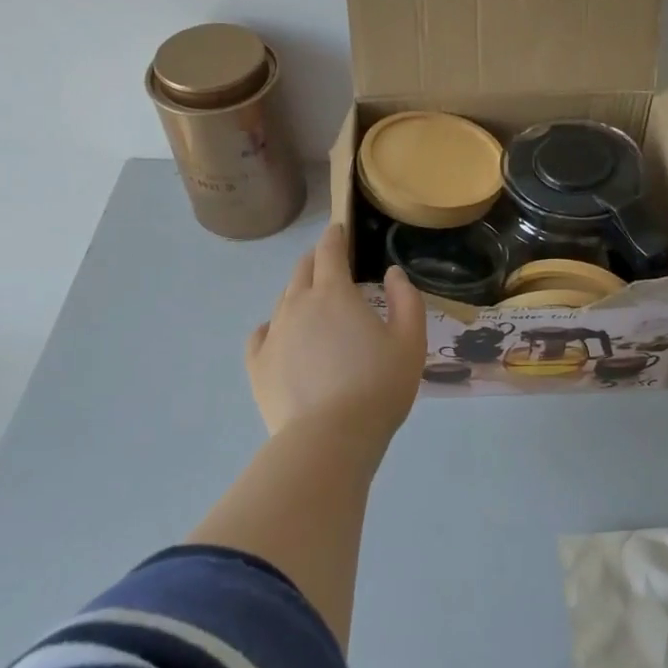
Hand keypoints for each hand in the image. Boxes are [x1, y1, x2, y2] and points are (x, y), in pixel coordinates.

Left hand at [245, 224, 426, 436]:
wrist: (331, 437)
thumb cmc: (378, 386)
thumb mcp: (410, 342)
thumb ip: (406, 300)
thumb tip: (392, 273)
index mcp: (334, 294)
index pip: (330, 252)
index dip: (335, 237)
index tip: (338, 230)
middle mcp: (297, 305)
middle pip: (301, 271)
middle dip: (315, 261)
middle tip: (328, 264)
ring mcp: (274, 334)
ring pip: (282, 301)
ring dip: (297, 294)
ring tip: (312, 304)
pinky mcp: (257, 365)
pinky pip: (261, 334)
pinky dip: (273, 327)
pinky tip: (281, 336)